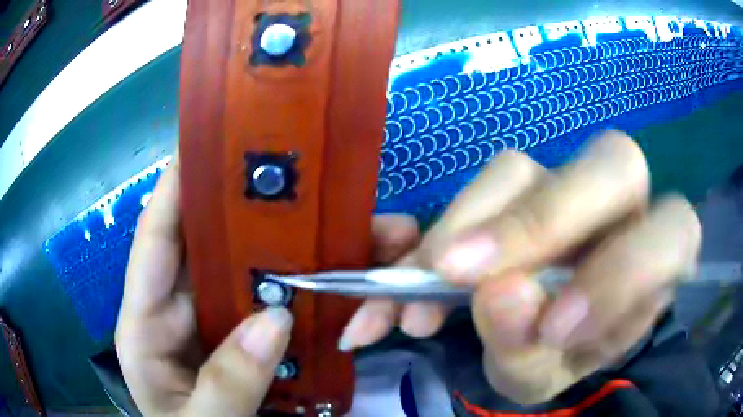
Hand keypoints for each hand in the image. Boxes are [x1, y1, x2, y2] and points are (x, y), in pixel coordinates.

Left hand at [115, 156, 420, 414]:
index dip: (175, 187)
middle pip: (217, 246)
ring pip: (259, 271)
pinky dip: (316, 290)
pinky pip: (284, 302)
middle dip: (261, 214)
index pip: (155, 241)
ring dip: (303, 251)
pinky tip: (354, 277)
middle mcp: (182, 308)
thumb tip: (274, 321)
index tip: (208, 143)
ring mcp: (220, 321)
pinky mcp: (251, 337)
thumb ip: (225, 384)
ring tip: (359, 228)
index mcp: (147, 322)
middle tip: (310, 181)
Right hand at [339, 131, 700, 403]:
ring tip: (422, 288)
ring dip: (467, 226)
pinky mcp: (521, 187)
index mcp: (658, 259)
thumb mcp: (544, 373)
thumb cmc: (559, 357)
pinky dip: (442, 225)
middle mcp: (624, 208)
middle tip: (457, 274)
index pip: (670, 233)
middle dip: (540, 220)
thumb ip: (530, 348)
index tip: (549, 328)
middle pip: (612, 164)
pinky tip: (412, 267)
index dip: (620, 273)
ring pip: (523, 169)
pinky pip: (482, 185)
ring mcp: (569, 187)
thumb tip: (499, 295)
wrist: (538, 340)